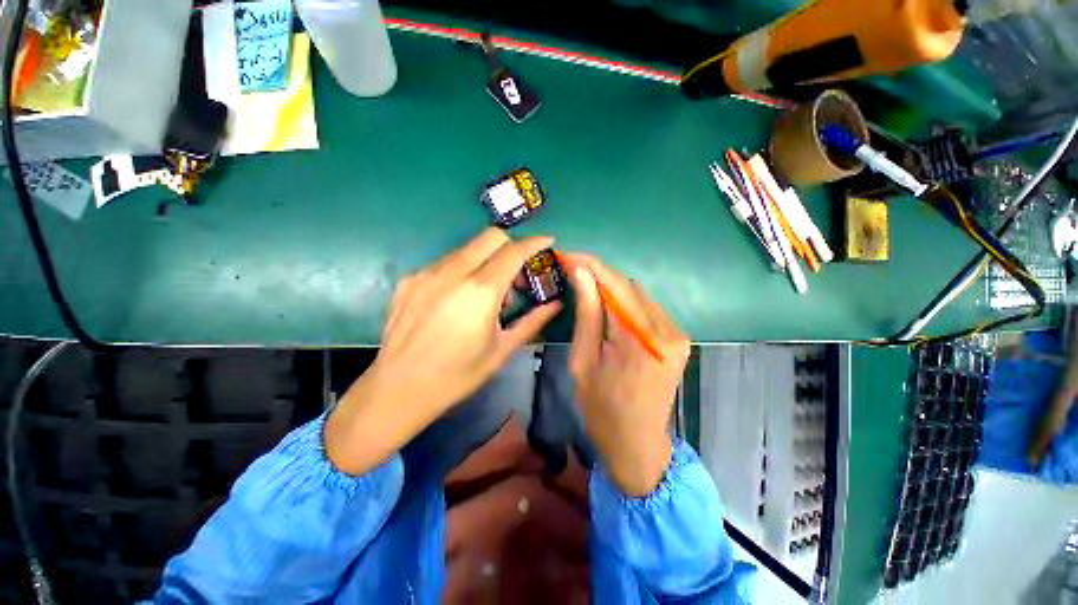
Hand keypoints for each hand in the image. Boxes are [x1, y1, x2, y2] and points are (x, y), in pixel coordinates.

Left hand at [326, 228, 561, 474]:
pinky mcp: (410, 280)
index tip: (547, 241)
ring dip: (486, 261)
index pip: (513, 251)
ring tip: (486, 295)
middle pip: (490, 237)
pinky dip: (462, 271)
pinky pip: (446, 263)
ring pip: (467, 248)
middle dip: (510, 247)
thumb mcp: (502, 349)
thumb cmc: (458, 375)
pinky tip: (458, 300)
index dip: (534, 242)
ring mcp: (427, 273)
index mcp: (480, 292)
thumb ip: (532, 321)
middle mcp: (453, 273)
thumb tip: (556, 304)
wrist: (398, 389)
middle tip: (516, 275)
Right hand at [562, 253, 689, 496]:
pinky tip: (609, 308)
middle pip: (629, 287)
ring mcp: (677, 334)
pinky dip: (626, 303)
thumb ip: (587, 314)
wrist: (638, 444)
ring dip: (612, 288)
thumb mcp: (583, 360)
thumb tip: (581, 274)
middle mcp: (666, 331)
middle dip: (599, 275)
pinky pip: (648, 308)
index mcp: (639, 340)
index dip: (591, 266)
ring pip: (639, 295)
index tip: (568, 255)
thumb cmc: (602, 408)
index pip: (615, 286)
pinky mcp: (679, 338)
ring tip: (587, 288)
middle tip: (573, 271)